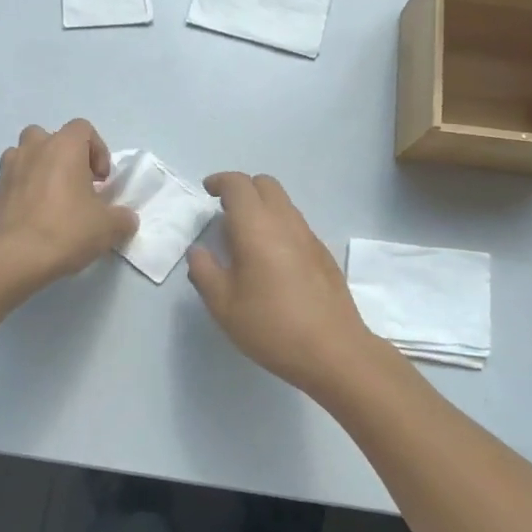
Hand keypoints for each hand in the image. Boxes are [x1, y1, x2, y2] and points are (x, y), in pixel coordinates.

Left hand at [0, 119, 137, 288]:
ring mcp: (8, 170)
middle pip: (49, 137)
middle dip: (63, 156)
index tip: (101, 180)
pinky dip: (23, 192)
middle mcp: (33, 150)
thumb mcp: (108, 227)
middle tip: (75, 185)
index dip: (97, 150)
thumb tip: (125, 218)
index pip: (83, 128)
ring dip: (39, 169)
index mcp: (64, 147)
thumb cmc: (66, 231)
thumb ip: (122, 217)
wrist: (14, 258)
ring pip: (24, 156)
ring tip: (51, 199)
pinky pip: (12, 182)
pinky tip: (33, 219)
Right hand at [186, 172, 393, 396]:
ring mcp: (309, 236)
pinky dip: (278, 225)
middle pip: (265, 184)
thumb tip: (198, 251)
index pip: (238, 185)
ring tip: (245, 238)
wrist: (333, 350)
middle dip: (242, 189)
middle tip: (225, 213)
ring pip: (283, 203)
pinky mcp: (323, 254)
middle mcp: (285, 222)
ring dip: (262, 207)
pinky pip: (296, 224)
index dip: (220, 181)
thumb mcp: (223, 305)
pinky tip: (271, 260)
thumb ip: (204, 271)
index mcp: (257, 227)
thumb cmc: (271, 326)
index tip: (207, 192)